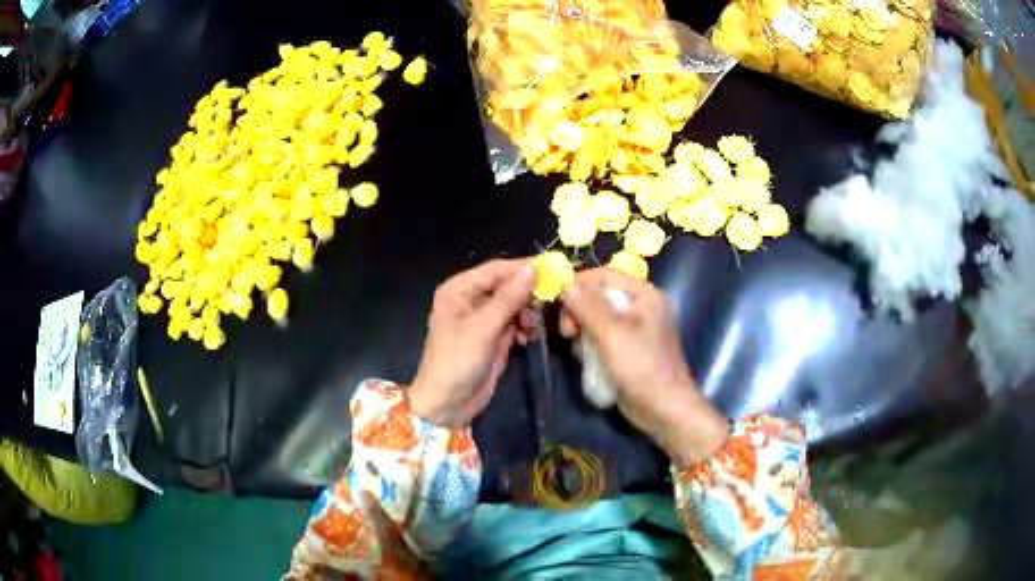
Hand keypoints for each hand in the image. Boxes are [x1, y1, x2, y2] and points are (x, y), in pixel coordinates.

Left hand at [408, 259, 536, 428]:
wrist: (448, 404)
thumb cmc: (458, 360)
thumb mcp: (484, 327)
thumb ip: (510, 297)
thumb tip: (534, 268)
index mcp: (460, 289)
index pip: (497, 269)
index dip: (524, 268)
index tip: (554, 270)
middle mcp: (470, 298)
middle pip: (507, 285)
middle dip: (528, 293)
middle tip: (551, 301)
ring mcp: (483, 318)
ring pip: (514, 304)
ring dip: (528, 313)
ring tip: (534, 327)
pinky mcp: (493, 336)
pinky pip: (514, 322)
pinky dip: (525, 328)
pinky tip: (530, 338)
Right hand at [560, 268, 727, 466]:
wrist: (663, 408)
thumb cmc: (641, 366)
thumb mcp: (612, 333)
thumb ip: (588, 306)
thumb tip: (566, 285)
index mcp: (645, 295)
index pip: (606, 275)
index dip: (580, 283)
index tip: (558, 301)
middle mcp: (642, 307)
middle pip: (600, 296)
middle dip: (579, 310)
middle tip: (566, 331)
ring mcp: (636, 330)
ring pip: (599, 318)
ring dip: (583, 330)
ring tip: (576, 348)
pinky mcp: (629, 349)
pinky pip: (604, 337)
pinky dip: (591, 344)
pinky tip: (584, 358)